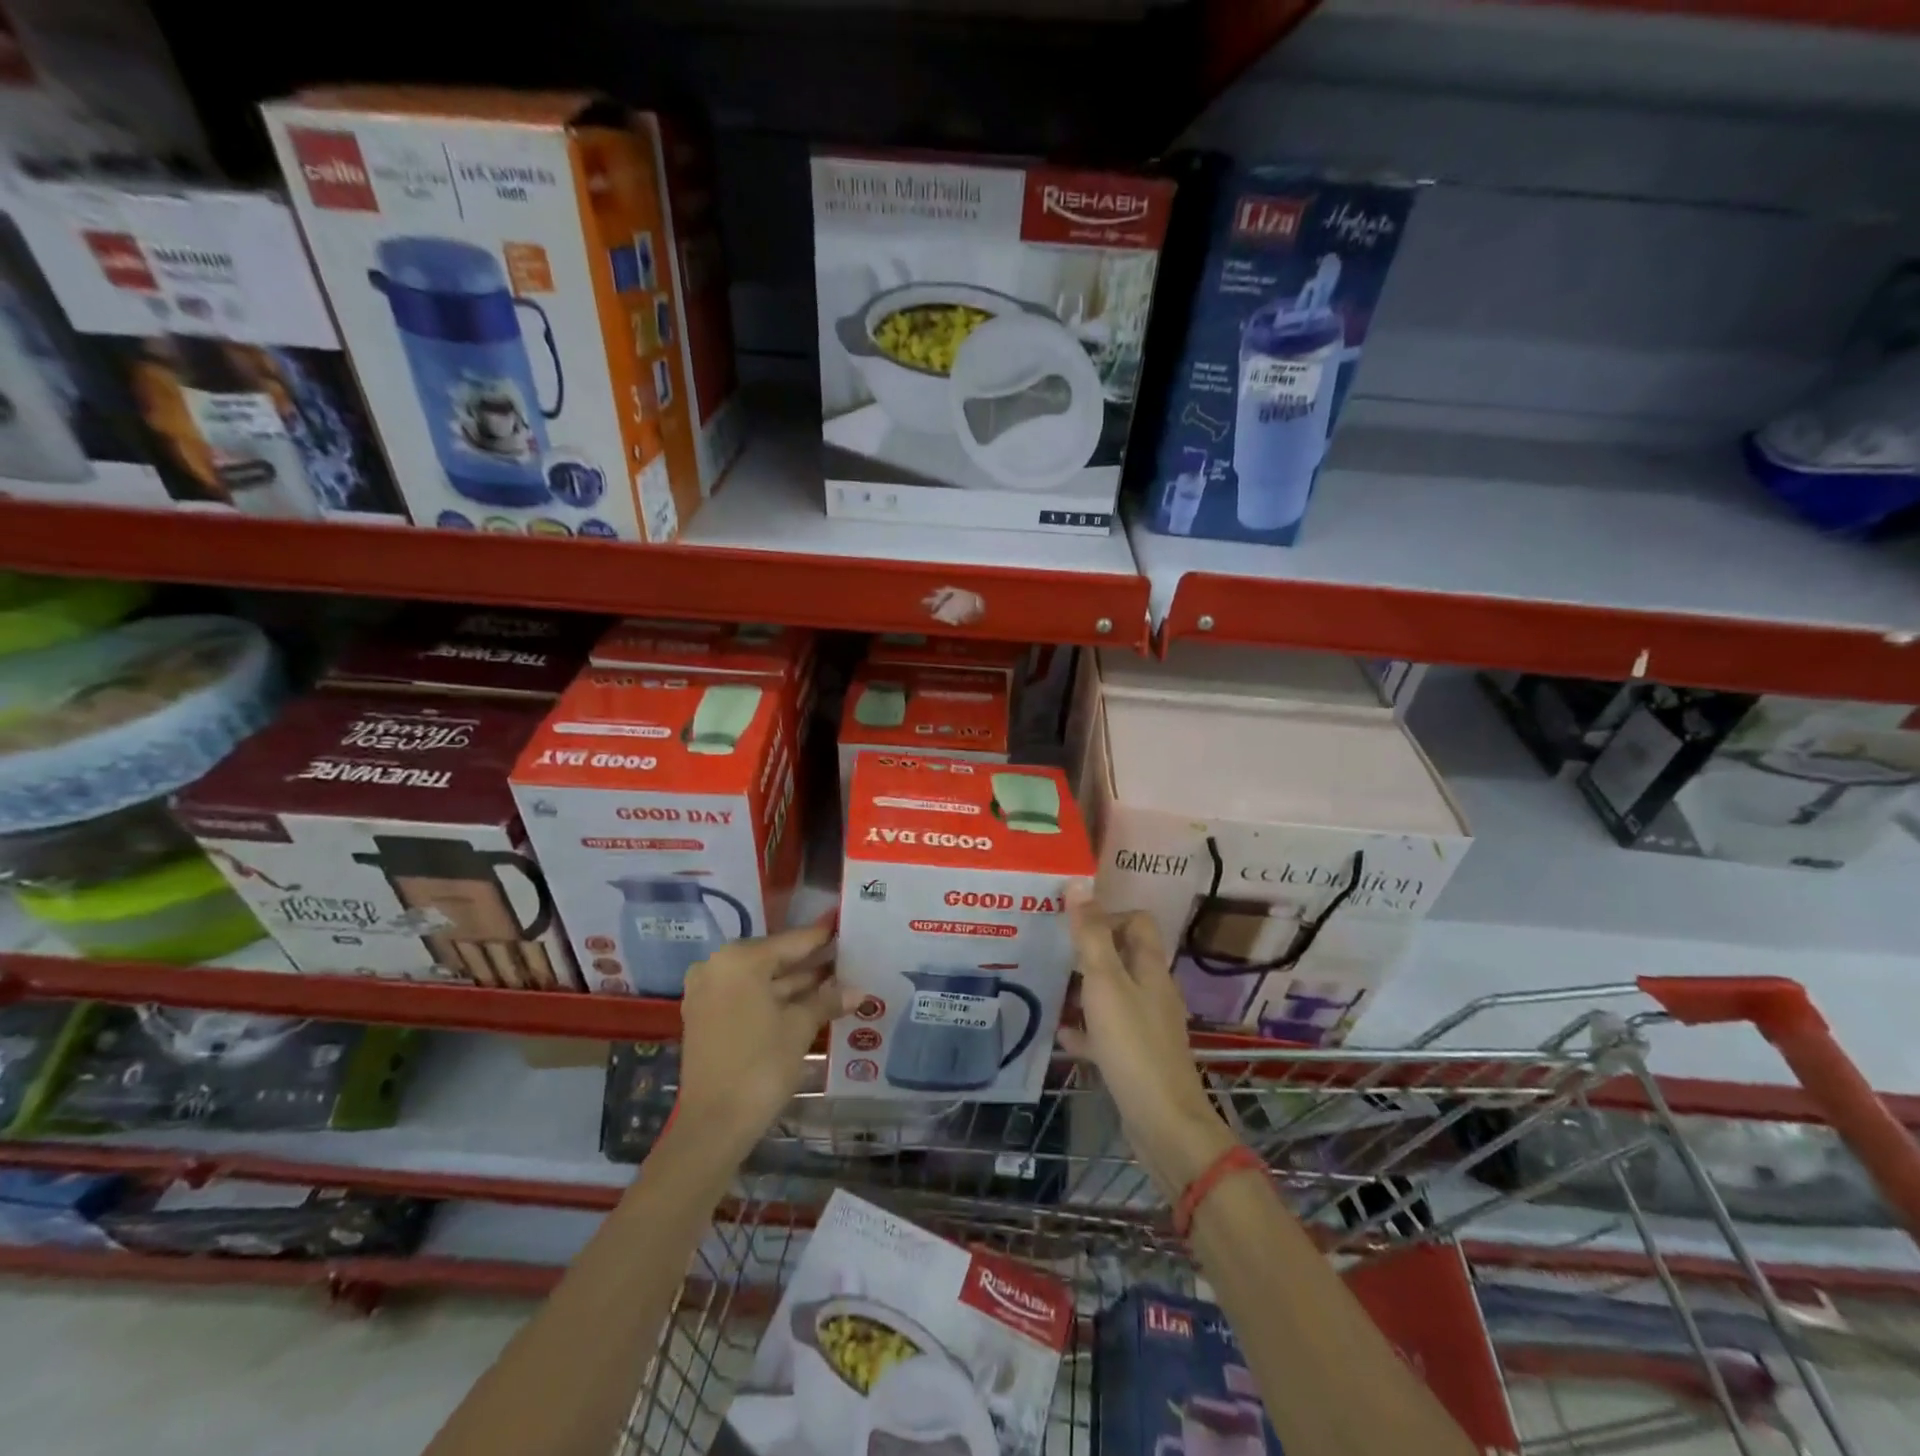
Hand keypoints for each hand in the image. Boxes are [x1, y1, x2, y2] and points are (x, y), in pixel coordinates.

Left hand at [676, 916, 853, 1154]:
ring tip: (834, 980)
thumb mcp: (800, 1028)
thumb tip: (859, 991)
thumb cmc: (761, 1065)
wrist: (714, 1124)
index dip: (822, 938)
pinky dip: (773, 998)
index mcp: (740, 959)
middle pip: (773, 958)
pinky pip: (746, 995)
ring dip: (793, 983)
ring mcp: (707, 991)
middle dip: (809, 963)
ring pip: (760, 979)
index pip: (791, 941)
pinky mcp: (705, 1015)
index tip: (845, 927)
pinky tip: (807, 1001)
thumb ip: (827, 1001)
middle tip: (846, 959)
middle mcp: (718, 966)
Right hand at [1058, 885, 1237, 1195]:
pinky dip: (1086, 1028)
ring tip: (1049, 986)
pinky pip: (1107, 1031)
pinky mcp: (1137, 1056)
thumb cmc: (1133, 1045)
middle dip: (1089, 950)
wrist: (1163, 1123)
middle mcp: (1152, 990)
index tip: (1073, 925)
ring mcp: (1147, 1025)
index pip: (1136, 921)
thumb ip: (1090, 935)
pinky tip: (1061, 1034)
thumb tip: (1079, 883)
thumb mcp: (1105, 983)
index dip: (1107, 915)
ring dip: (1084, 988)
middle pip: (1122, 955)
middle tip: (1052, 951)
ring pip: (1113, 993)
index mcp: (1150, 967)